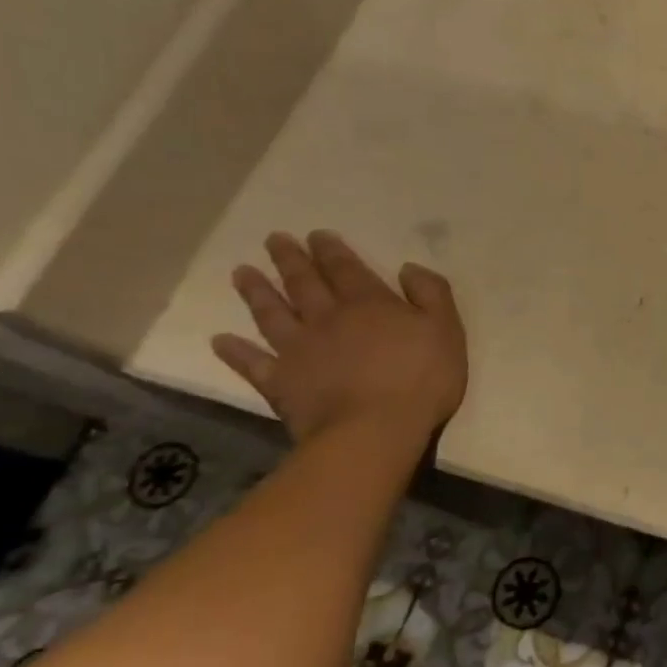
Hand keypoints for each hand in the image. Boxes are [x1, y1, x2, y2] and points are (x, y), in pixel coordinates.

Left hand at [211, 231, 467, 444]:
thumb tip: (409, 268)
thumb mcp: (446, 329)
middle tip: (274, 240)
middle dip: (291, 260)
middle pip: (305, 284)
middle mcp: (328, 318)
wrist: (374, 430)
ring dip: (257, 293)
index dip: (332, 251)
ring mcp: (299, 350)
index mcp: (370, 304)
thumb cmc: (421, 379)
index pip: (347, 269)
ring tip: (241, 273)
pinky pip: (253, 364)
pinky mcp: (281, 383)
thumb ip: (431, 294)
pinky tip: (220, 341)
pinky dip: (236, 352)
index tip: (316, 235)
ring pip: (273, 314)